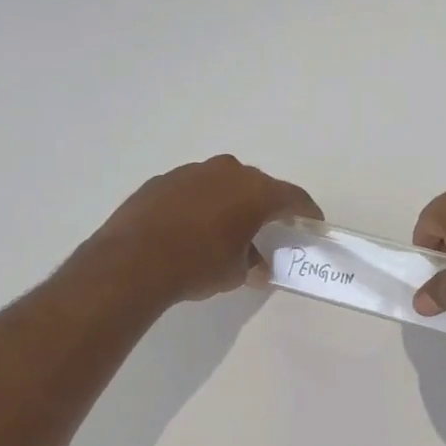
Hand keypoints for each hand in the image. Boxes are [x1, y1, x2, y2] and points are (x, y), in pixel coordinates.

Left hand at [88, 155, 320, 305]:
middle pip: (258, 186)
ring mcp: (192, 172)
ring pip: (223, 184)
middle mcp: (227, 172)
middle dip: (266, 206)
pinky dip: (201, 204)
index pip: (293, 197)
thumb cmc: (198, 265)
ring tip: (227, 229)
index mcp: (255, 192)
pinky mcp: (163, 180)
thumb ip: (253, 263)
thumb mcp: (236, 273)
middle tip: (269, 227)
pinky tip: (193, 228)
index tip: (312, 222)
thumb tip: (257, 267)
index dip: (306, 211)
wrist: (133, 262)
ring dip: (230, 202)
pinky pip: (194, 189)